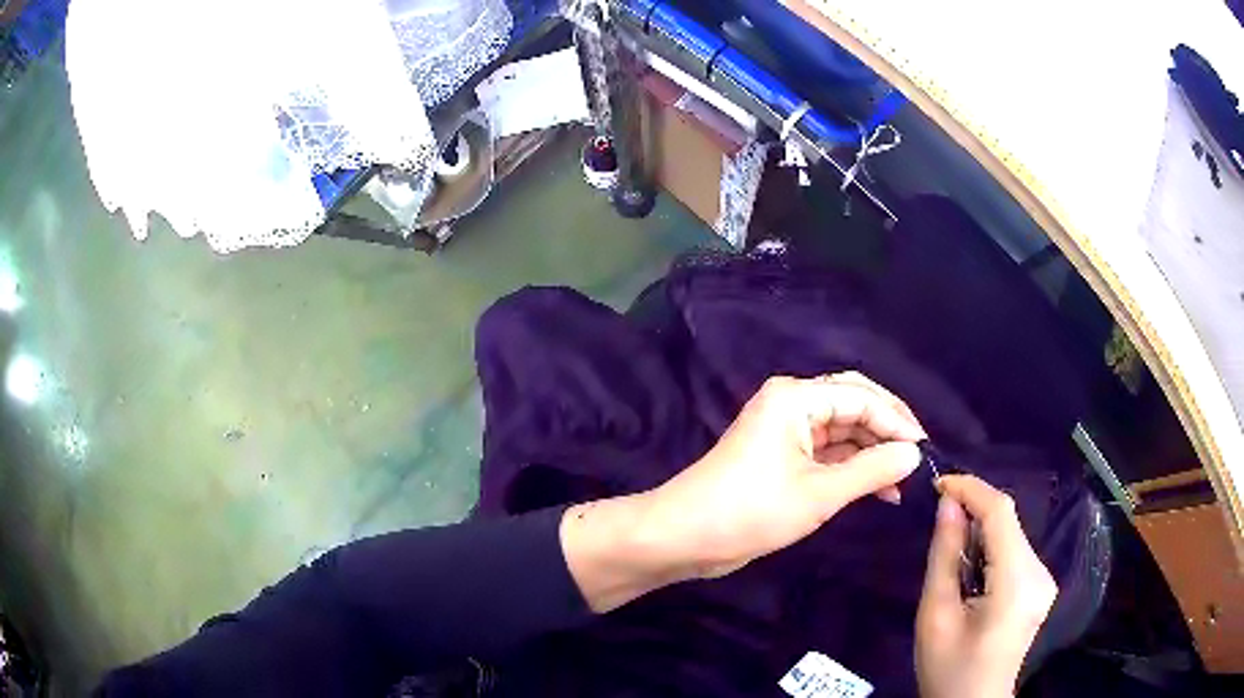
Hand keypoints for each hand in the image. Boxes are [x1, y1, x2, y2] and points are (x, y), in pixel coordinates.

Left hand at [562, 372, 926, 611]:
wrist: (684, 537)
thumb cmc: (750, 511)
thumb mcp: (819, 494)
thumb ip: (871, 470)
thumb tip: (913, 453)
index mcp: (796, 398)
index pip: (861, 396)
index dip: (897, 420)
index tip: (924, 449)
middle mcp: (792, 405)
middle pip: (853, 406)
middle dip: (887, 431)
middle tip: (916, 458)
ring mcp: (786, 432)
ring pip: (843, 432)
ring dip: (872, 453)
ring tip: (902, 481)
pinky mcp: (783, 458)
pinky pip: (828, 454)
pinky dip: (852, 469)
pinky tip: (879, 490)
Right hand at [916, 475, 1057, 697]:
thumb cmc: (948, 669)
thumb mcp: (936, 616)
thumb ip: (944, 556)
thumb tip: (948, 503)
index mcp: (1017, 583)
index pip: (1001, 514)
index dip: (971, 489)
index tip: (938, 483)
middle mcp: (1040, 573)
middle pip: (1008, 523)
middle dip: (974, 511)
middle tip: (937, 514)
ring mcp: (1044, 580)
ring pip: (1012, 535)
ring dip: (981, 530)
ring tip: (950, 543)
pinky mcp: (1040, 586)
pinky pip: (1015, 552)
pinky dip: (991, 547)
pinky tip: (971, 567)